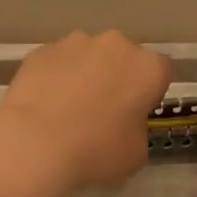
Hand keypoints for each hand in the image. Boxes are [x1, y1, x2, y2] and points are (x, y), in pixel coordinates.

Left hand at [0, 31, 172, 194]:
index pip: (160, 72)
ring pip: (87, 56)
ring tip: (67, 109)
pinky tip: (44, 105)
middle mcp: (115, 45)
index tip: (136, 113)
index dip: (149, 93)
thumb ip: (137, 129)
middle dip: (116, 77)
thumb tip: (123, 124)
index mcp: (147, 68)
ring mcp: (74, 43)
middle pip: (123, 58)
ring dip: (84, 74)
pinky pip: (57, 63)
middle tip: (102, 111)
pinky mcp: (41, 50)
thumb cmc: (96, 150)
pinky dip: (55, 78)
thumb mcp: (136, 154)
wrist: (35, 142)